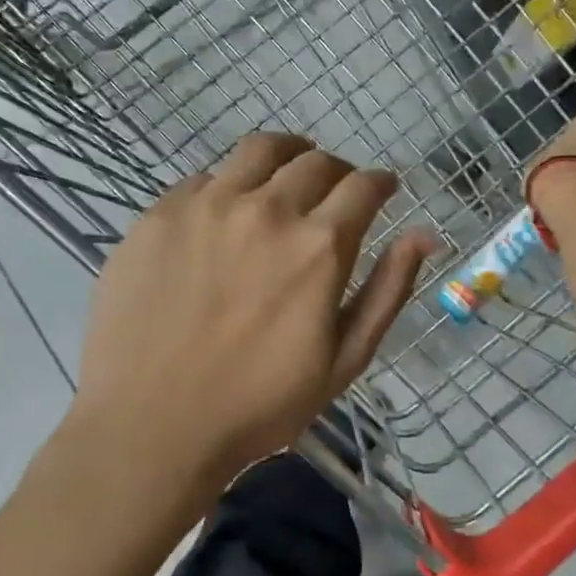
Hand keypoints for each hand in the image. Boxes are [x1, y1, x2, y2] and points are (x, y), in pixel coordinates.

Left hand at [72, 133, 434, 500]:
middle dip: (338, 171)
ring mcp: (207, 206)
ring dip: (287, 156)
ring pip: (259, 149)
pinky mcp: (159, 214)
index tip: (382, 190)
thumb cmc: (260, 404)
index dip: (380, 183)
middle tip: (336, 192)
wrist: (151, 425)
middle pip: (315, 161)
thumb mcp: (344, 359)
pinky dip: (228, 187)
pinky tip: (224, 217)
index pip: (363, 186)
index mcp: (318, 246)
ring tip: (286, 176)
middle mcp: (266, 209)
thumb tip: (425, 235)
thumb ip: (388, 290)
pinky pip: (204, 179)